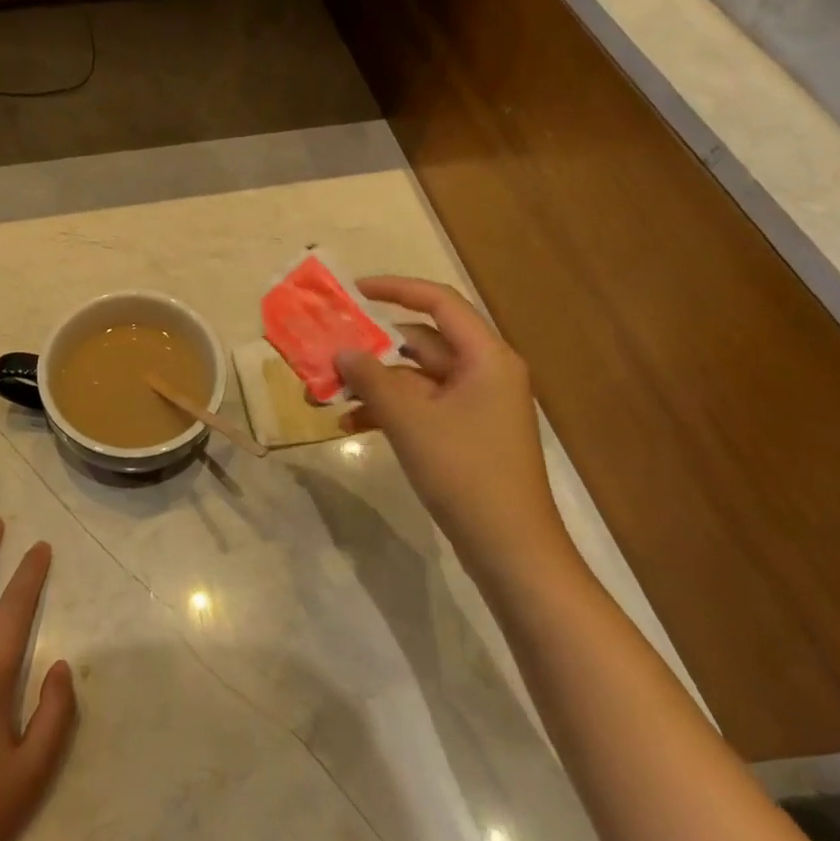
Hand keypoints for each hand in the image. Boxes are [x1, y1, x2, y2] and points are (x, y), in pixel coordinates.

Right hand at [336, 277, 571, 583]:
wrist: (511, 550)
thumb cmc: (465, 473)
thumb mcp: (410, 420)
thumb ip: (372, 378)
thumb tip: (341, 350)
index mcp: (486, 357)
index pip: (439, 303)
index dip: (396, 289)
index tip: (354, 292)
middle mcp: (484, 372)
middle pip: (423, 342)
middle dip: (374, 348)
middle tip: (329, 349)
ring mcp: (475, 405)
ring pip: (416, 378)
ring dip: (375, 383)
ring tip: (329, 393)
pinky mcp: (465, 434)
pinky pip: (422, 407)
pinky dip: (389, 410)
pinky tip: (350, 424)